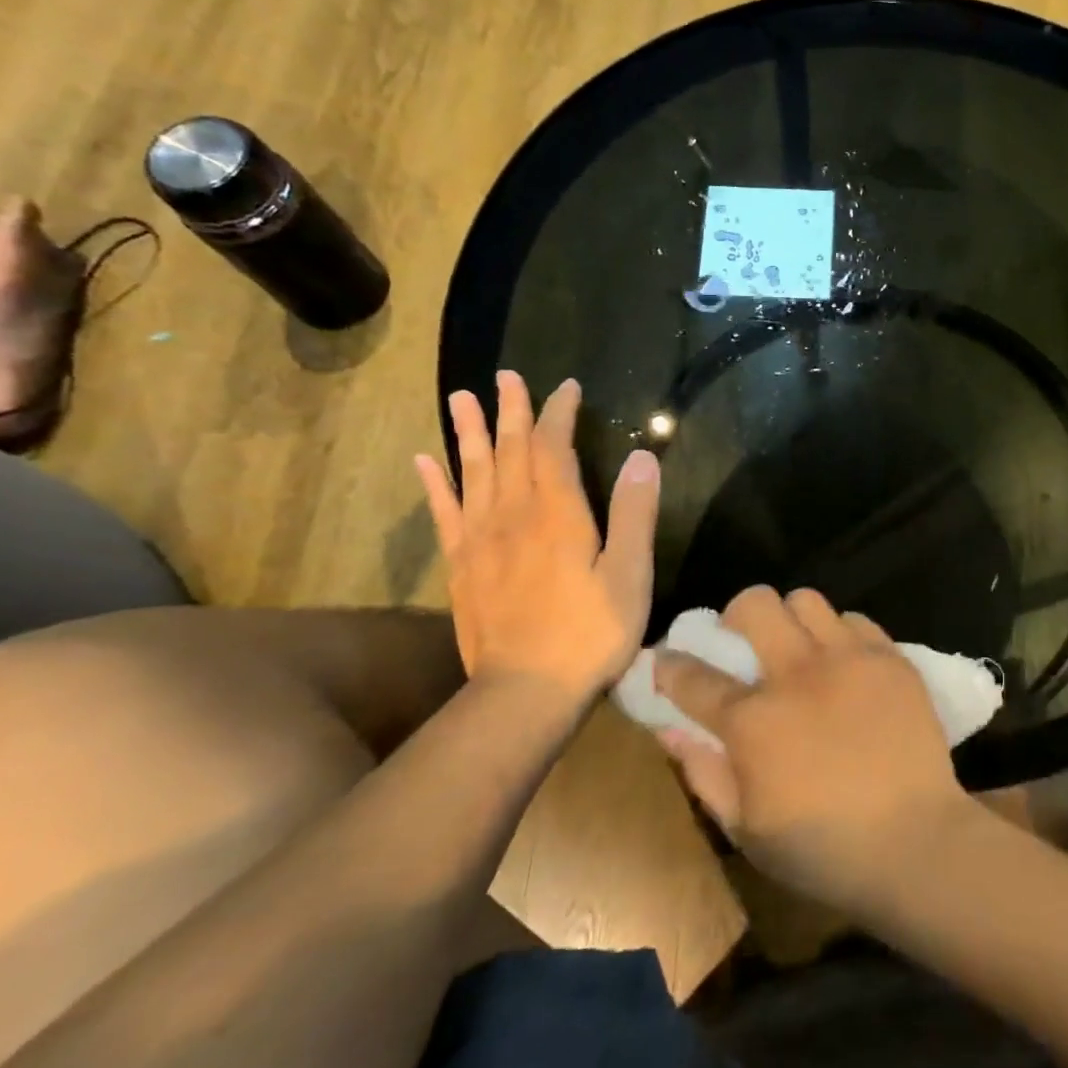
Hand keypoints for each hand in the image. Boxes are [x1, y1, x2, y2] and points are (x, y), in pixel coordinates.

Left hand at [415, 372, 660, 710]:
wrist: (525, 692)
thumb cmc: (591, 633)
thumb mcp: (630, 575)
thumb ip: (634, 514)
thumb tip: (641, 457)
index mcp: (558, 515)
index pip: (554, 449)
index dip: (559, 414)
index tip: (565, 387)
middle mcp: (513, 516)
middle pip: (510, 451)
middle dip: (511, 411)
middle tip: (505, 376)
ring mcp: (480, 541)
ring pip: (473, 473)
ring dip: (469, 433)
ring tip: (460, 398)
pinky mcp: (461, 567)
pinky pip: (444, 513)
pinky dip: (435, 483)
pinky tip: (425, 460)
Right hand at [655, 586, 973, 915]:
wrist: (915, 843)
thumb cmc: (822, 849)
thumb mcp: (745, 829)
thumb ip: (703, 773)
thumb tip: (670, 729)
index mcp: (753, 721)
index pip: (694, 677)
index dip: (671, 664)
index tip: (667, 660)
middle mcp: (797, 674)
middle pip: (755, 605)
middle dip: (737, 615)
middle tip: (744, 640)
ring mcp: (849, 659)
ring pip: (807, 600)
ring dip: (792, 619)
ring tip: (799, 647)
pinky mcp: (891, 659)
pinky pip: (856, 620)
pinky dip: (841, 634)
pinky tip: (844, 663)